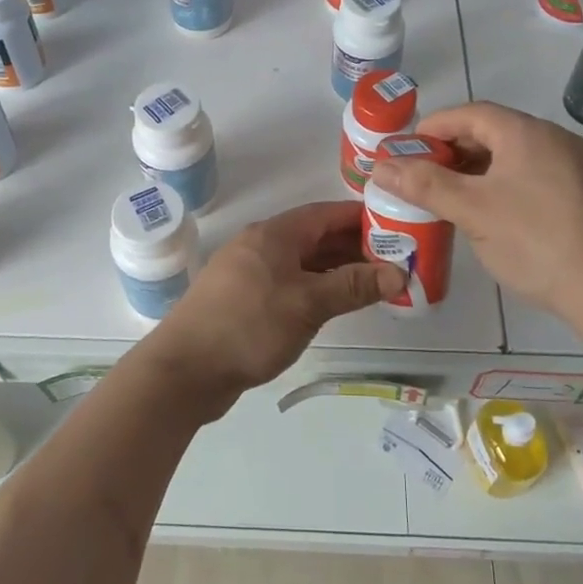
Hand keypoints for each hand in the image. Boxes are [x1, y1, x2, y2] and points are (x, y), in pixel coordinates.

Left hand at [146, 202, 406, 415]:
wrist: (185, 370)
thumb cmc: (249, 326)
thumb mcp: (308, 304)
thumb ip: (353, 286)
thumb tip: (397, 272)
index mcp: (273, 234)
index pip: (326, 213)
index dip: (361, 217)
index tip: (397, 226)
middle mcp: (261, 246)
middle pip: (315, 237)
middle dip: (354, 246)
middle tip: (395, 260)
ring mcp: (249, 274)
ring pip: (302, 263)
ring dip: (336, 270)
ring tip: (375, 284)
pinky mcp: (244, 301)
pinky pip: (289, 284)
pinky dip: (315, 289)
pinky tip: (336, 305)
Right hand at [367, 101, 582, 318]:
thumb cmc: (536, 240)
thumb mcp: (472, 211)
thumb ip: (424, 184)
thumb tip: (379, 166)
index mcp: (525, 132)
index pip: (469, 114)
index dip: (432, 128)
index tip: (405, 152)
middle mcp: (554, 139)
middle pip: (492, 133)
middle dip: (452, 152)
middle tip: (423, 178)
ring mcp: (576, 167)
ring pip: (513, 158)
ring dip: (477, 172)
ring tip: (451, 199)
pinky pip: (534, 178)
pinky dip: (504, 187)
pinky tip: (493, 217)